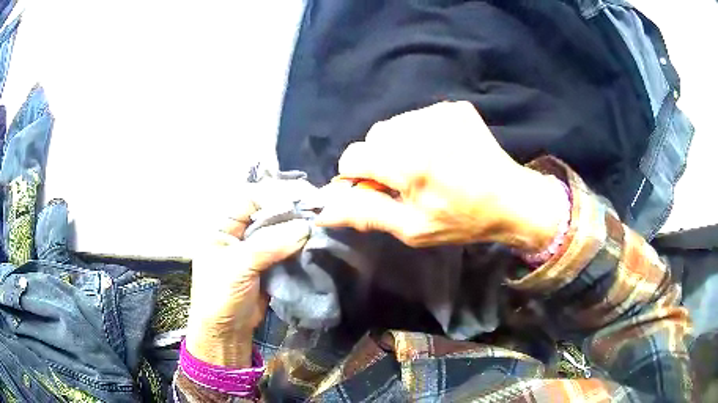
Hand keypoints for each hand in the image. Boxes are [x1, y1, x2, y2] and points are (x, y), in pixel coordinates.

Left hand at [185, 185, 309, 366]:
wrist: (228, 331)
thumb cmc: (221, 296)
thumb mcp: (238, 268)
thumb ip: (269, 245)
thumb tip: (305, 227)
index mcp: (222, 226)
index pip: (249, 199)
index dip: (275, 194)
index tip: (304, 195)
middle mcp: (238, 231)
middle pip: (267, 211)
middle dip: (291, 208)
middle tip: (318, 207)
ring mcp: (254, 247)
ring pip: (279, 228)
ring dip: (298, 226)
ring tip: (321, 221)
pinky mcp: (268, 263)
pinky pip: (286, 246)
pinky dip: (299, 243)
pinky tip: (314, 239)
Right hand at [317, 101, 564, 251]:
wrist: (510, 198)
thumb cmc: (461, 220)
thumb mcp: (412, 229)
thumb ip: (366, 214)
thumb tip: (325, 211)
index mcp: (409, 163)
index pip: (353, 157)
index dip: (356, 176)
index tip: (375, 190)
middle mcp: (420, 129)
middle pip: (372, 138)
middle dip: (379, 160)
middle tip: (405, 182)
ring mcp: (439, 113)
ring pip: (393, 126)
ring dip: (397, 146)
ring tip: (424, 166)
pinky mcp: (452, 108)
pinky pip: (415, 117)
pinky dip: (417, 135)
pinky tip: (438, 152)